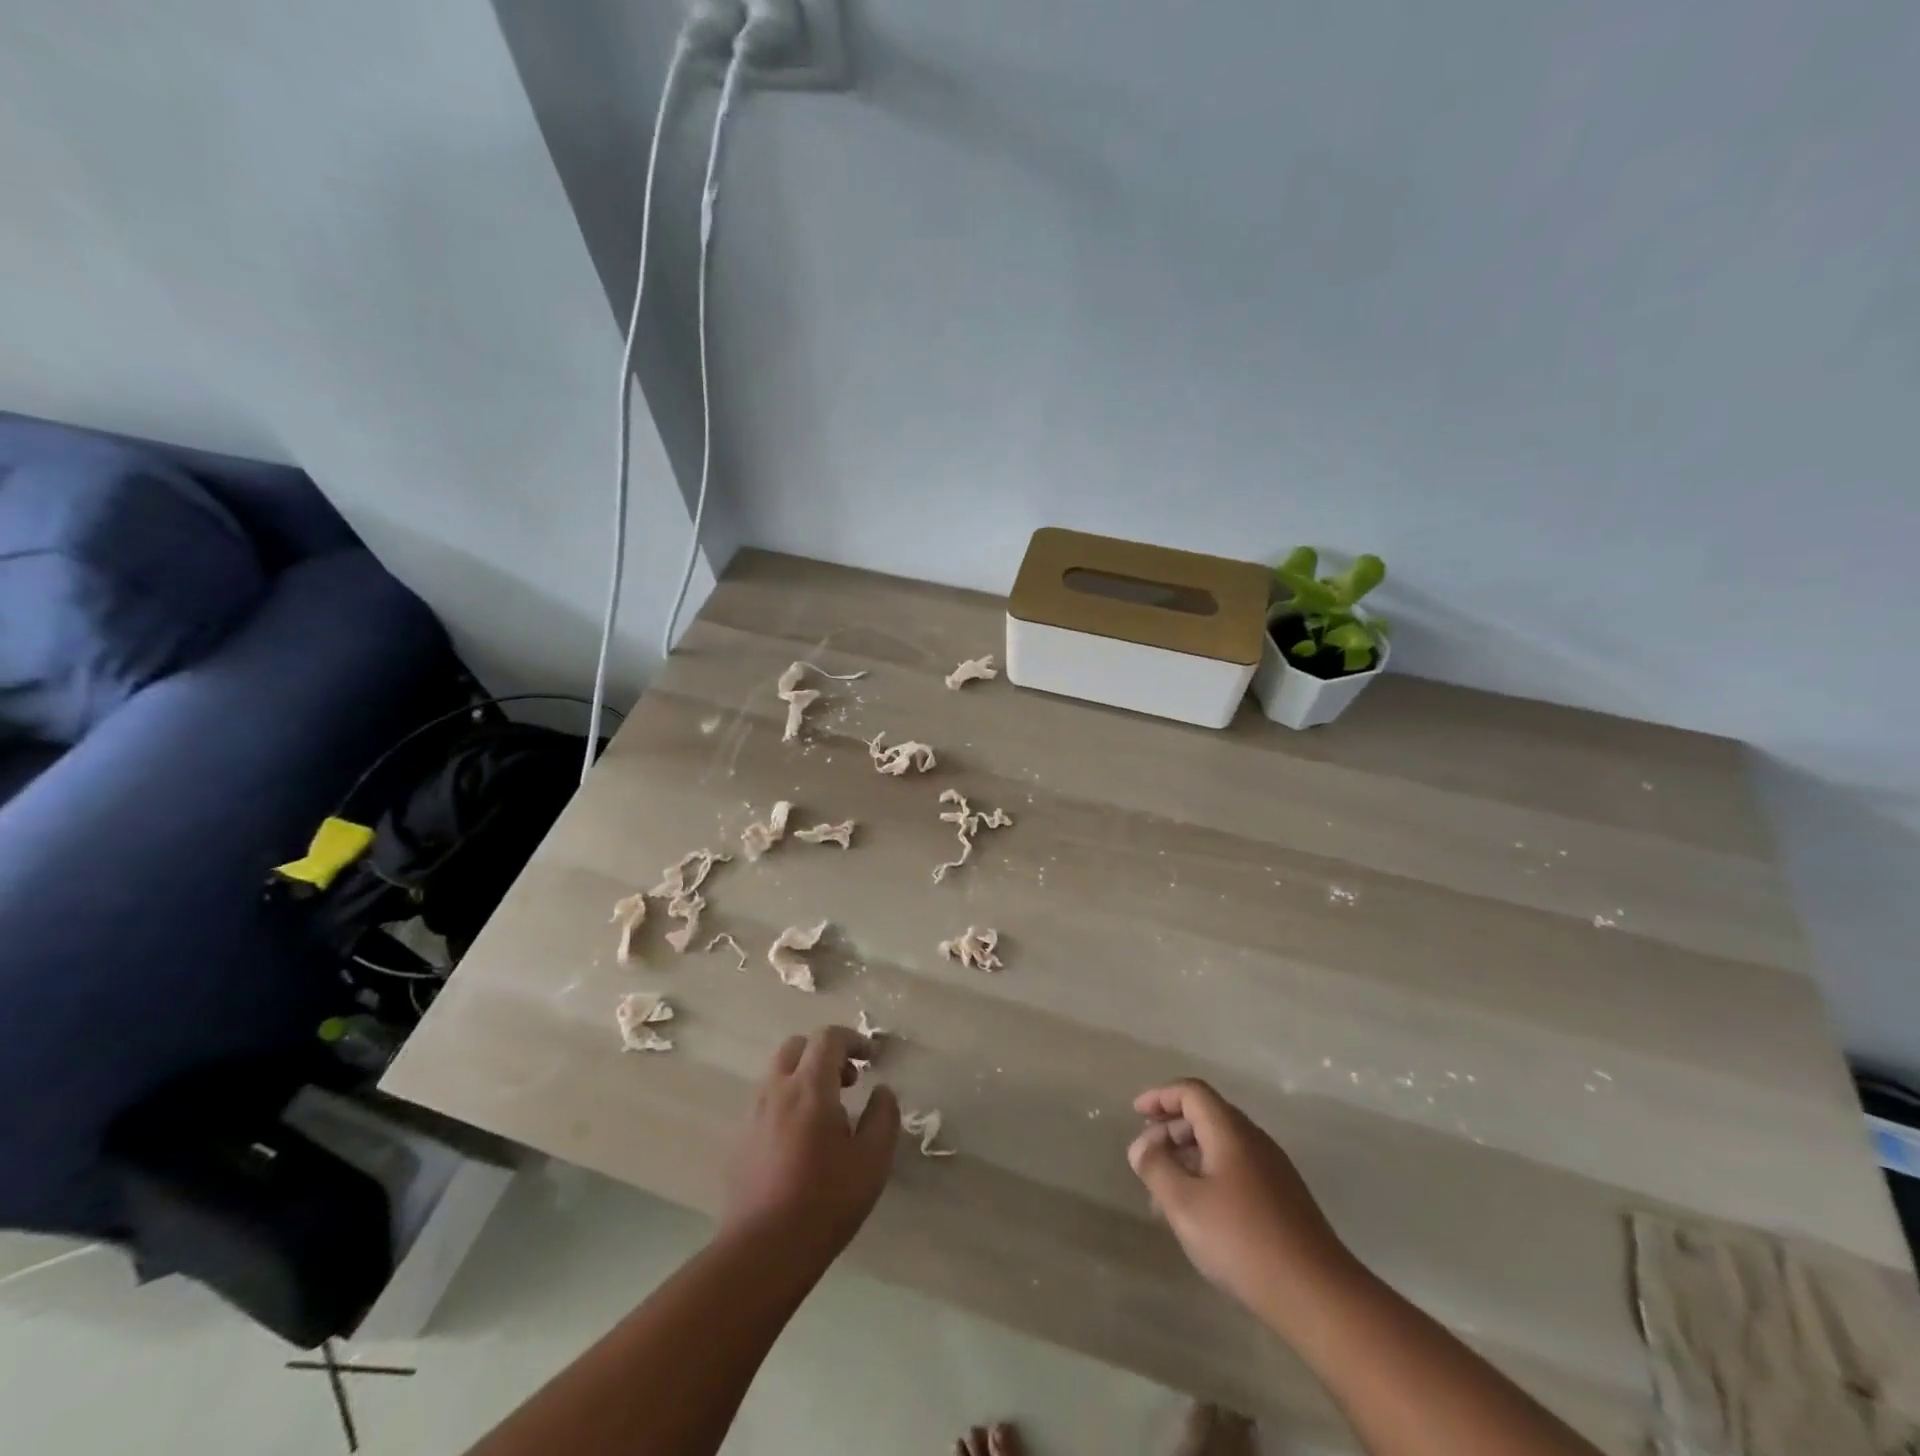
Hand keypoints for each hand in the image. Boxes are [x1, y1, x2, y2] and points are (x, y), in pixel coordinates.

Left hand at [722, 1025, 900, 1260]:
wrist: (763, 1252)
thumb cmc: (825, 1201)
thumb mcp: (873, 1160)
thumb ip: (883, 1116)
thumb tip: (882, 1091)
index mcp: (809, 1087)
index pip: (828, 1038)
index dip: (853, 1039)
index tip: (871, 1058)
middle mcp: (776, 1090)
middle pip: (797, 1046)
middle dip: (825, 1053)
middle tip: (849, 1081)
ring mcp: (753, 1114)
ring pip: (778, 1073)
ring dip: (804, 1076)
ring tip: (828, 1112)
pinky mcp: (740, 1140)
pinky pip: (766, 1102)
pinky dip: (788, 1101)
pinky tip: (802, 1139)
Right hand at [1128, 1079, 1352, 1319]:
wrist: (1319, 1296)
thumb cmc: (1243, 1242)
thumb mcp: (1184, 1204)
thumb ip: (1156, 1168)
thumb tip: (1141, 1146)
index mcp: (1230, 1131)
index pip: (1191, 1092)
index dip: (1160, 1097)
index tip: (1136, 1114)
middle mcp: (1254, 1140)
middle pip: (1206, 1115)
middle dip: (1170, 1129)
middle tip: (1146, 1156)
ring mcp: (1273, 1170)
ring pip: (1221, 1146)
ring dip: (1188, 1157)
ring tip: (1165, 1191)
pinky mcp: (1283, 1199)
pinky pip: (1236, 1169)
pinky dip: (1208, 1176)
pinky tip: (1199, 1213)